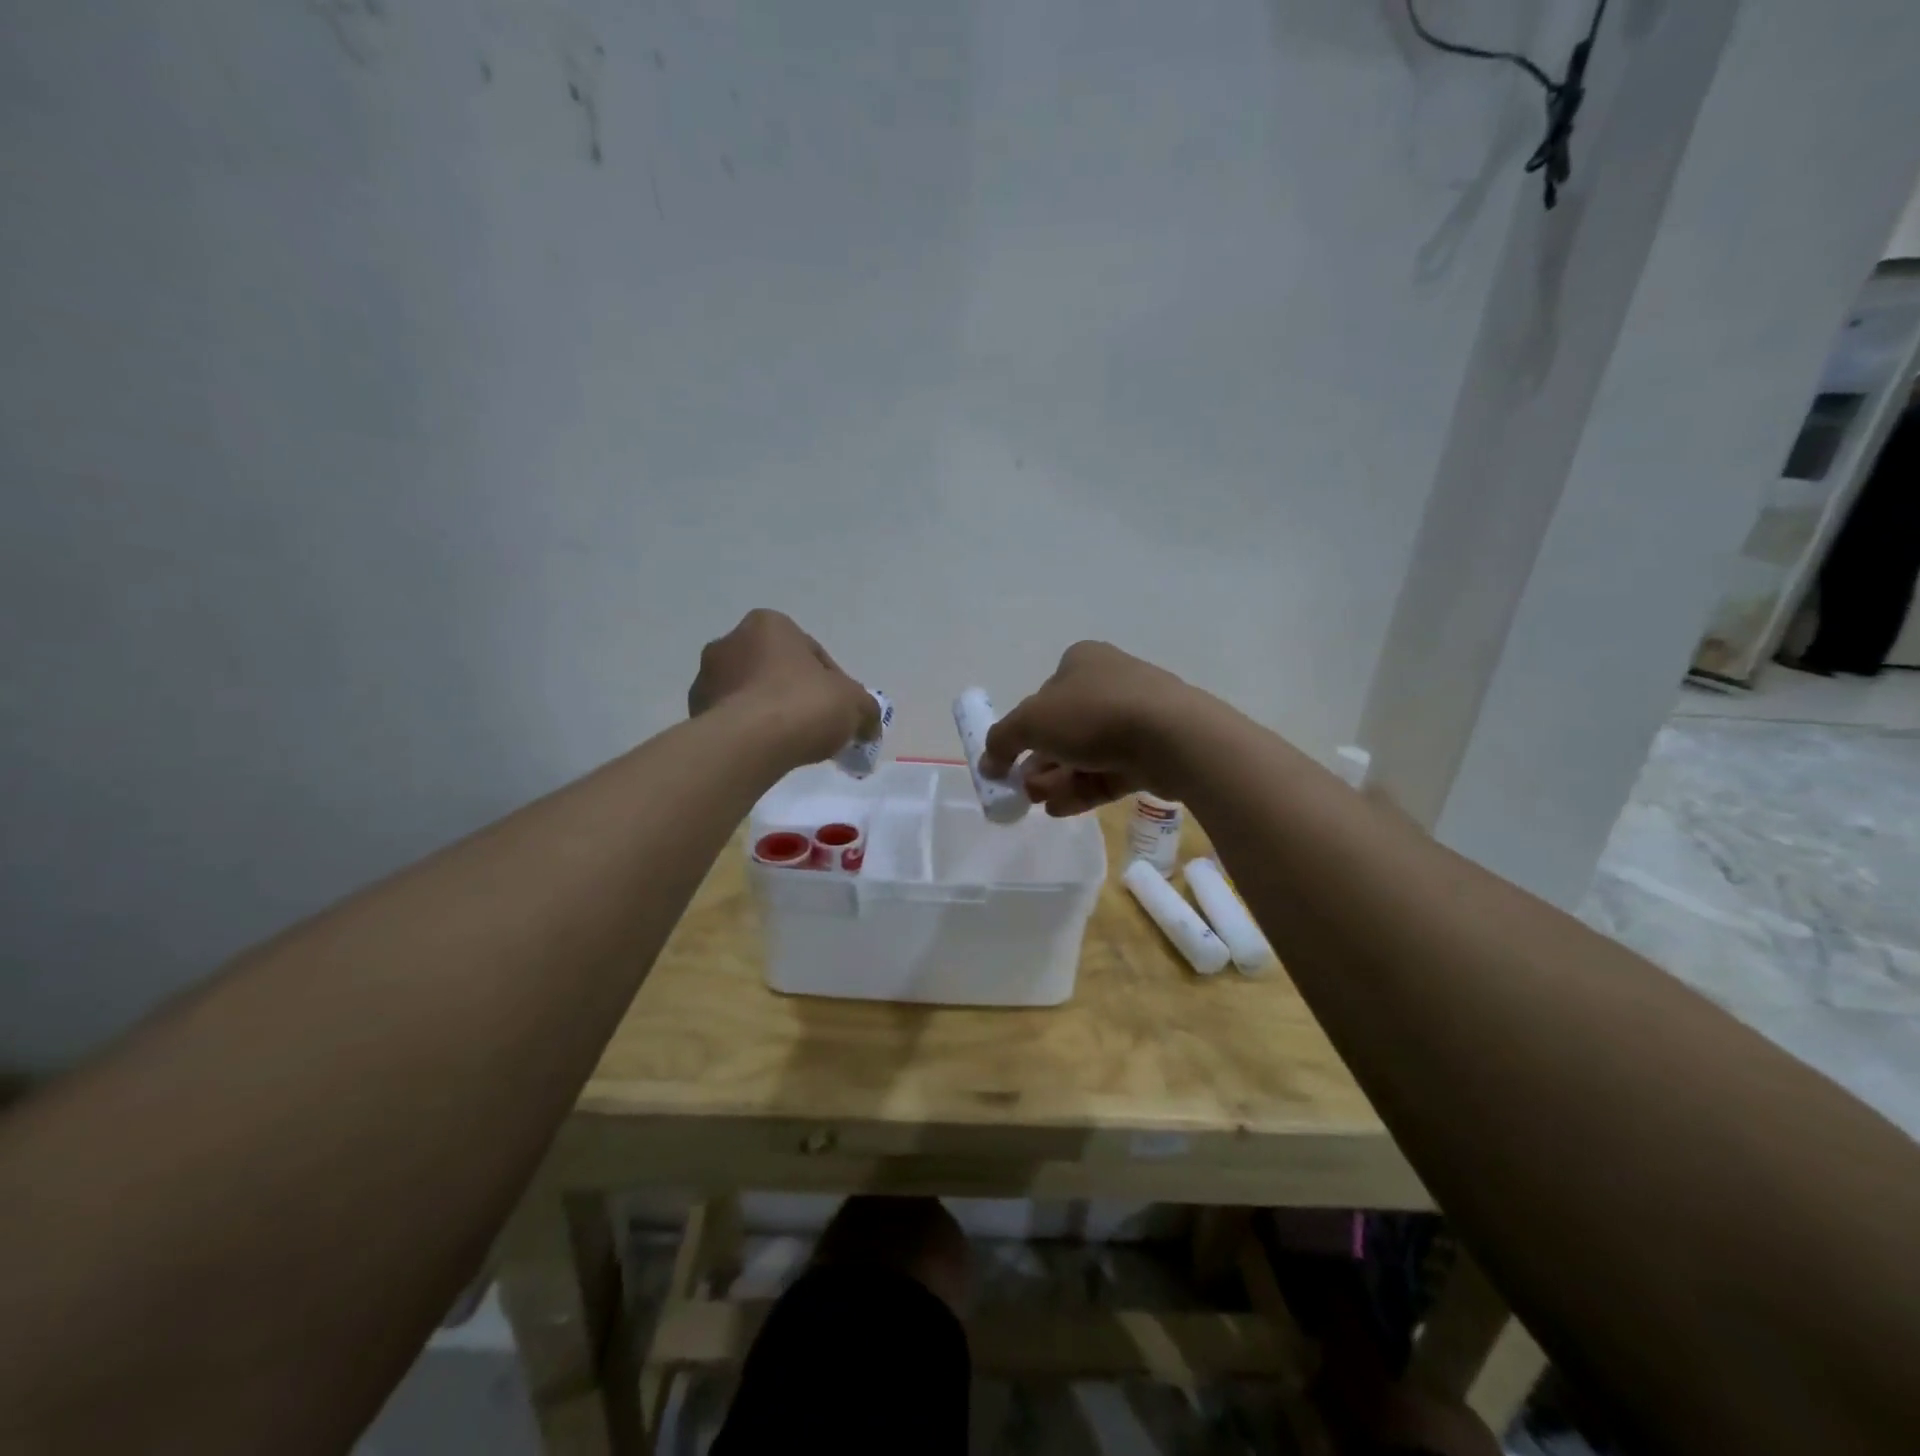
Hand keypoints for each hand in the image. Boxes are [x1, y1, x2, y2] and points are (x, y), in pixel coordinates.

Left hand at [688, 610, 878, 765]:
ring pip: (752, 694)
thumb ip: (866, 709)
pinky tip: (767, 753)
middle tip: (817, 727)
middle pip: (777, 671)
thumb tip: (868, 723)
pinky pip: (733, 719)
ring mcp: (707, 678)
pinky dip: (750, 732)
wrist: (747, 744)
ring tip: (792, 744)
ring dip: (771, 713)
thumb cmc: (803, 705)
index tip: (840, 712)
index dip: (833, 684)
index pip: (812, 654)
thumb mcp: (855, 704)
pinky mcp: (694, 712)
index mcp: (769, 624)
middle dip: (797, 695)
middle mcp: (730, 641)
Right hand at [978, 641, 1195, 815]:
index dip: (1023, 730)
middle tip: (1022, 790)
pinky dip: (1082, 789)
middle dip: (1038, 762)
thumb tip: (987, 762)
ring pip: (1085, 753)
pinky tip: (1060, 810)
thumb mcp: (1031, 722)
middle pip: (1063, 728)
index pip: (1043, 696)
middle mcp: (1109, 683)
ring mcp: (1135, 717)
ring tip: (1040, 804)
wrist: (1172, 737)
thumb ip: (1002, 741)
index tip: (1009, 762)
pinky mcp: (1153, 751)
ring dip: (1056, 779)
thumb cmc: (1094, 714)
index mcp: (1081, 662)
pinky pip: (1109, 772)